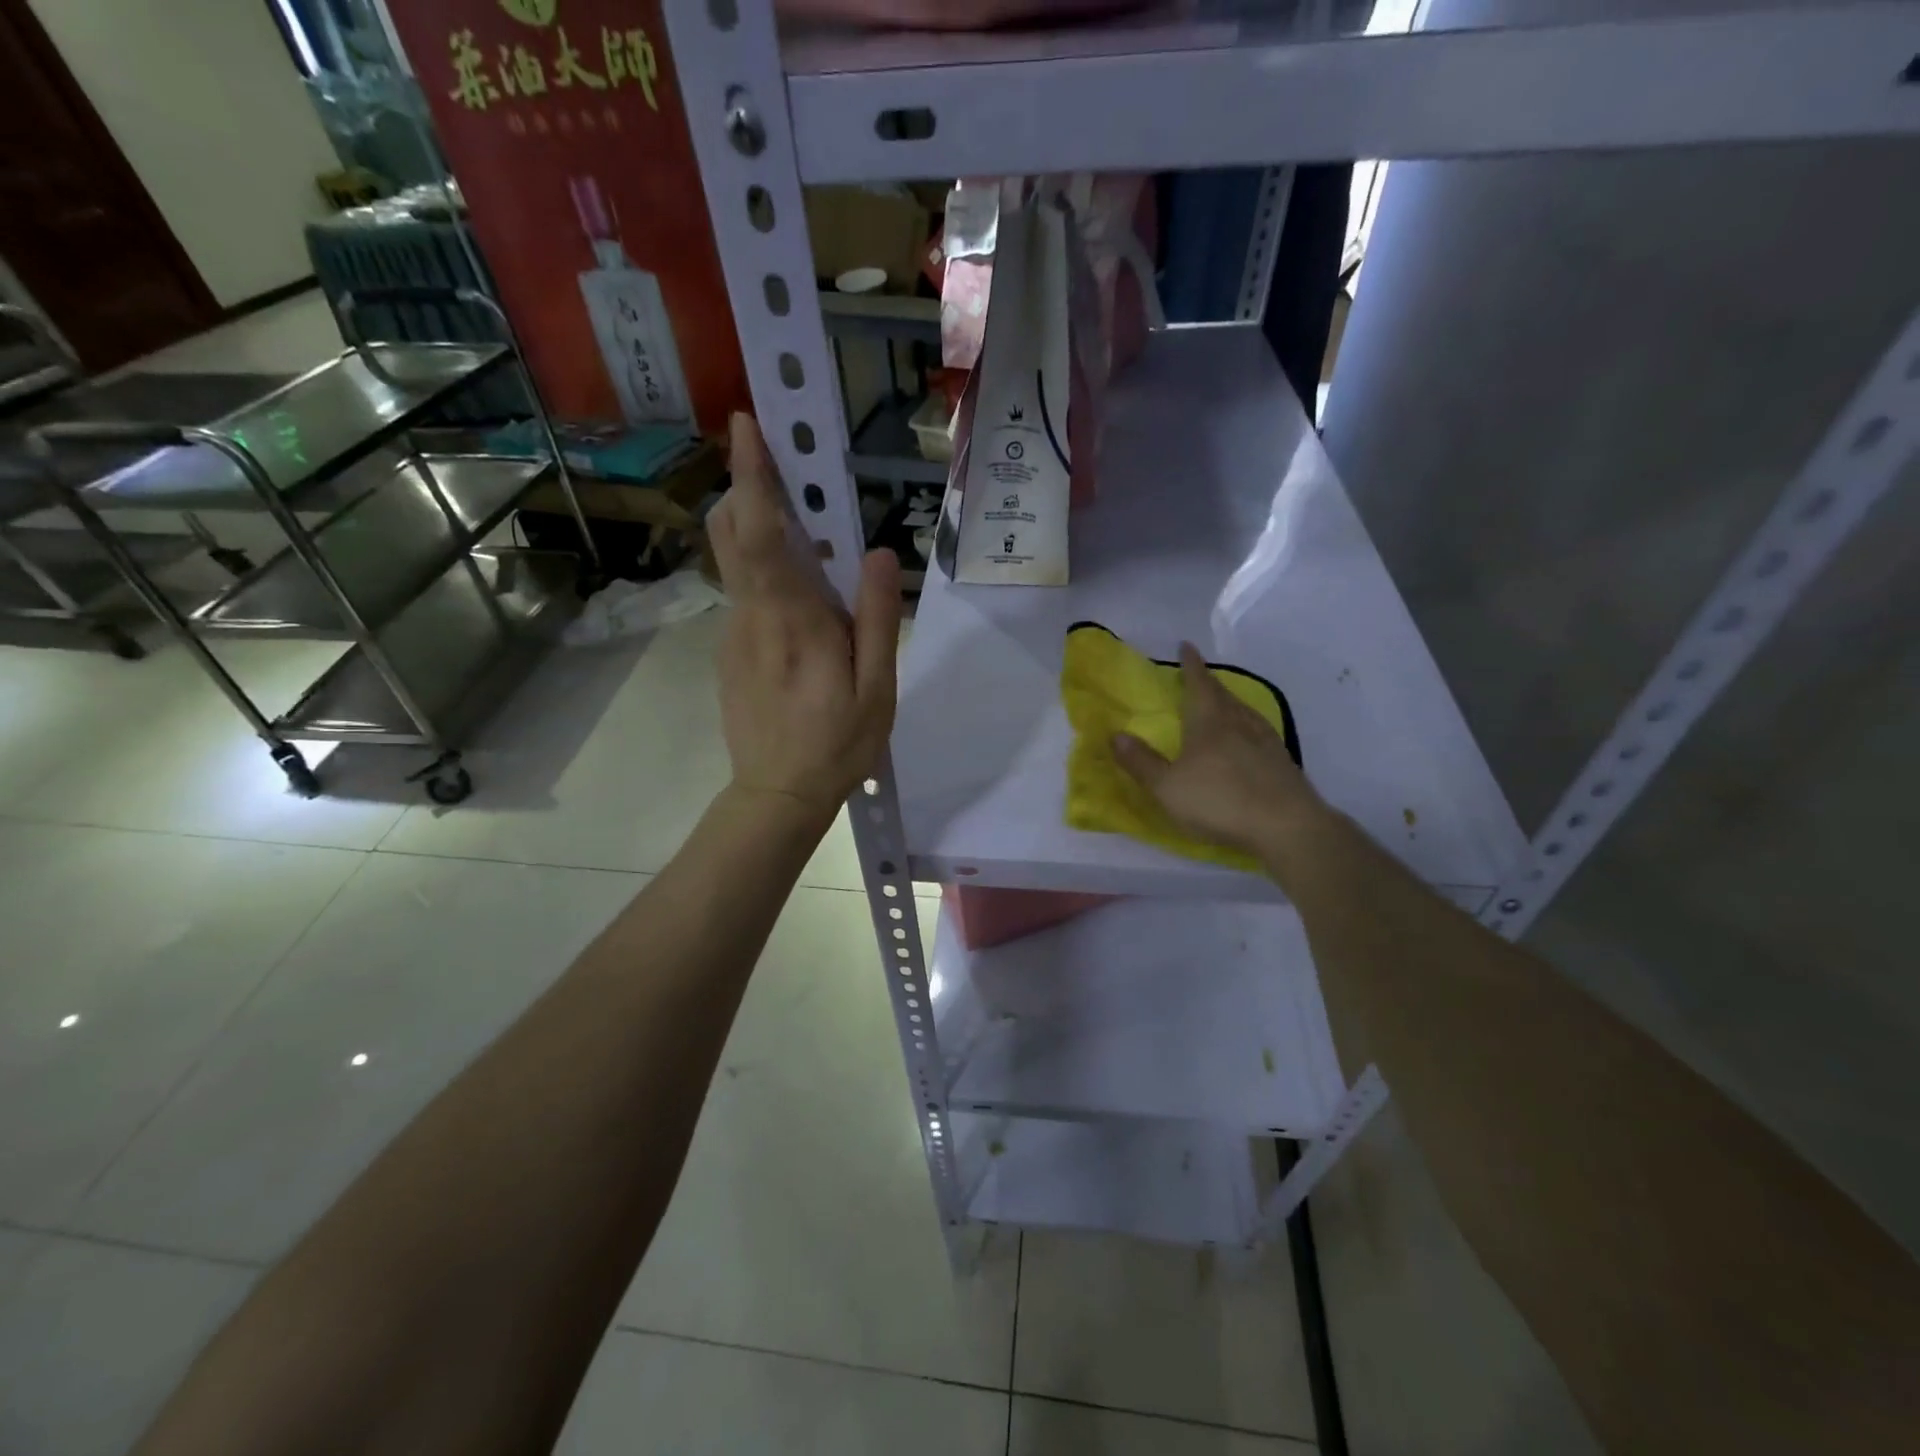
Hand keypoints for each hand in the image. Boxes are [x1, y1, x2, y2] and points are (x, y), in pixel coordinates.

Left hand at [710, 414, 901, 821]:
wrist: (777, 795)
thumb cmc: (837, 745)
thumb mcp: (876, 689)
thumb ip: (877, 619)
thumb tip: (879, 552)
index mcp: (792, 620)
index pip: (760, 532)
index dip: (752, 476)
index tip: (747, 425)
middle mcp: (751, 615)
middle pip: (732, 532)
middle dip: (747, 487)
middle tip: (784, 464)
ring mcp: (733, 633)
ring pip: (736, 562)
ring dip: (759, 528)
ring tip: (806, 529)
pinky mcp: (729, 650)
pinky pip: (744, 593)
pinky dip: (764, 571)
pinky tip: (801, 601)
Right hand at [1112, 643, 1331, 873]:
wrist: (1286, 826)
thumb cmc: (1219, 801)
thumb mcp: (1168, 787)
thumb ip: (1141, 762)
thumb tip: (1116, 735)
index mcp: (1209, 723)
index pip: (1198, 684)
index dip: (1191, 665)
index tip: (1186, 646)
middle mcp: (1239, 723)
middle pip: (1222, 695)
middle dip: (1209, 683)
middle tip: (1199, 676)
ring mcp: (1265, 741)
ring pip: (1244, 712)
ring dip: (1230, 702)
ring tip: (1223, 702)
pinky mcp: (1282, 762)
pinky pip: (1259, 732)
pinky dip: (1248, 725)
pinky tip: (1250, 737)